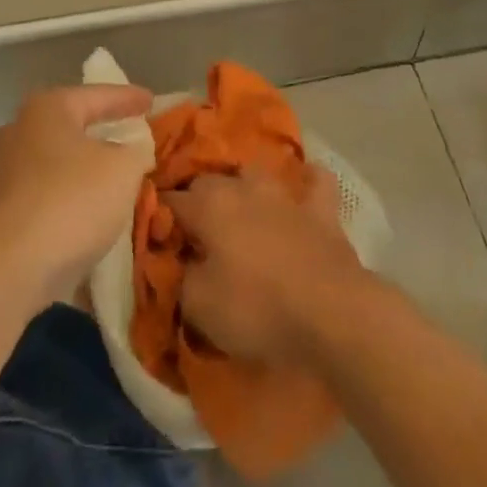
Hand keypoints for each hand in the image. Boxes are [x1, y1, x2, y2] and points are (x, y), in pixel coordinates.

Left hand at [0, 85, 153, 310]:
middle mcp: (17, 132)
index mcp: (47, 109)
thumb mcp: (123, 171)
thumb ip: (135, 152)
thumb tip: (132, 152)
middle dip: (100, 133)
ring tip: (111, 184)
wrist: (2, 273)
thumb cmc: (69, 203)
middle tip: (129, 138)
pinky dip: (64, 203)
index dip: (128, 98)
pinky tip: (83, 222)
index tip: (151, 101)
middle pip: (69, 127)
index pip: (98, 95)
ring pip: (53, 165)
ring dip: (81, 173)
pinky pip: (40, 199)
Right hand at [165, 167, 371, 368]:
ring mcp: (285, 194)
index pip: (171, 201)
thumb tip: (181, 260)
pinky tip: (303, 189)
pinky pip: (315, 182)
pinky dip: (307, 182)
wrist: (330, 312)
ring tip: (239, 209)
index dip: (159, 217)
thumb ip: (181, 275)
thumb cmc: (257, 308)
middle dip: (197, 199)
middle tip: (194, 231)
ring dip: (244, 186)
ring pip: (256, 173)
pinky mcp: (321, 210)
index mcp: (209, 206)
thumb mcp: (199, 305)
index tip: (155, 236)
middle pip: (209, 182)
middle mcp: (243, 187)